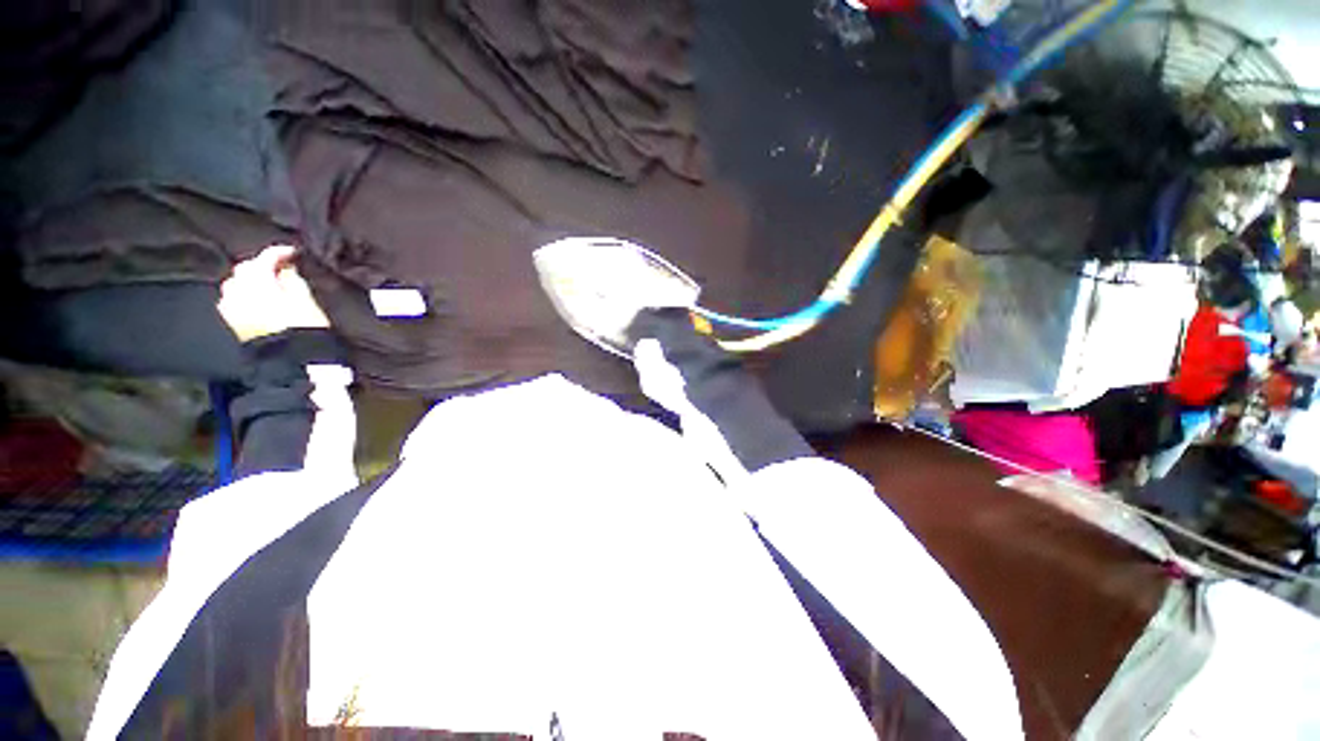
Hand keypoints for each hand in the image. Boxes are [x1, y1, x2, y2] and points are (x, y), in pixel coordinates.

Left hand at [218, 245, 329, 341]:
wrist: (290, 356)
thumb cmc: (303, 324)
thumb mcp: (306, 297)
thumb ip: (292, 277)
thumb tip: (286, 267)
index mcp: (257, 279)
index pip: (265, 257)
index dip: (280, 252)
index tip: (294, 253)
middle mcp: (237, 288)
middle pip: (245, 268)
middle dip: (261, 266)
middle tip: (280, 269)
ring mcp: (230, 305)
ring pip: (235, 283)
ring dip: (249, 280)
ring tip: (266, 285)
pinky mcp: (231, 320)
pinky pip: (231, 299)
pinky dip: (241, 295)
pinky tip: (253, 300)